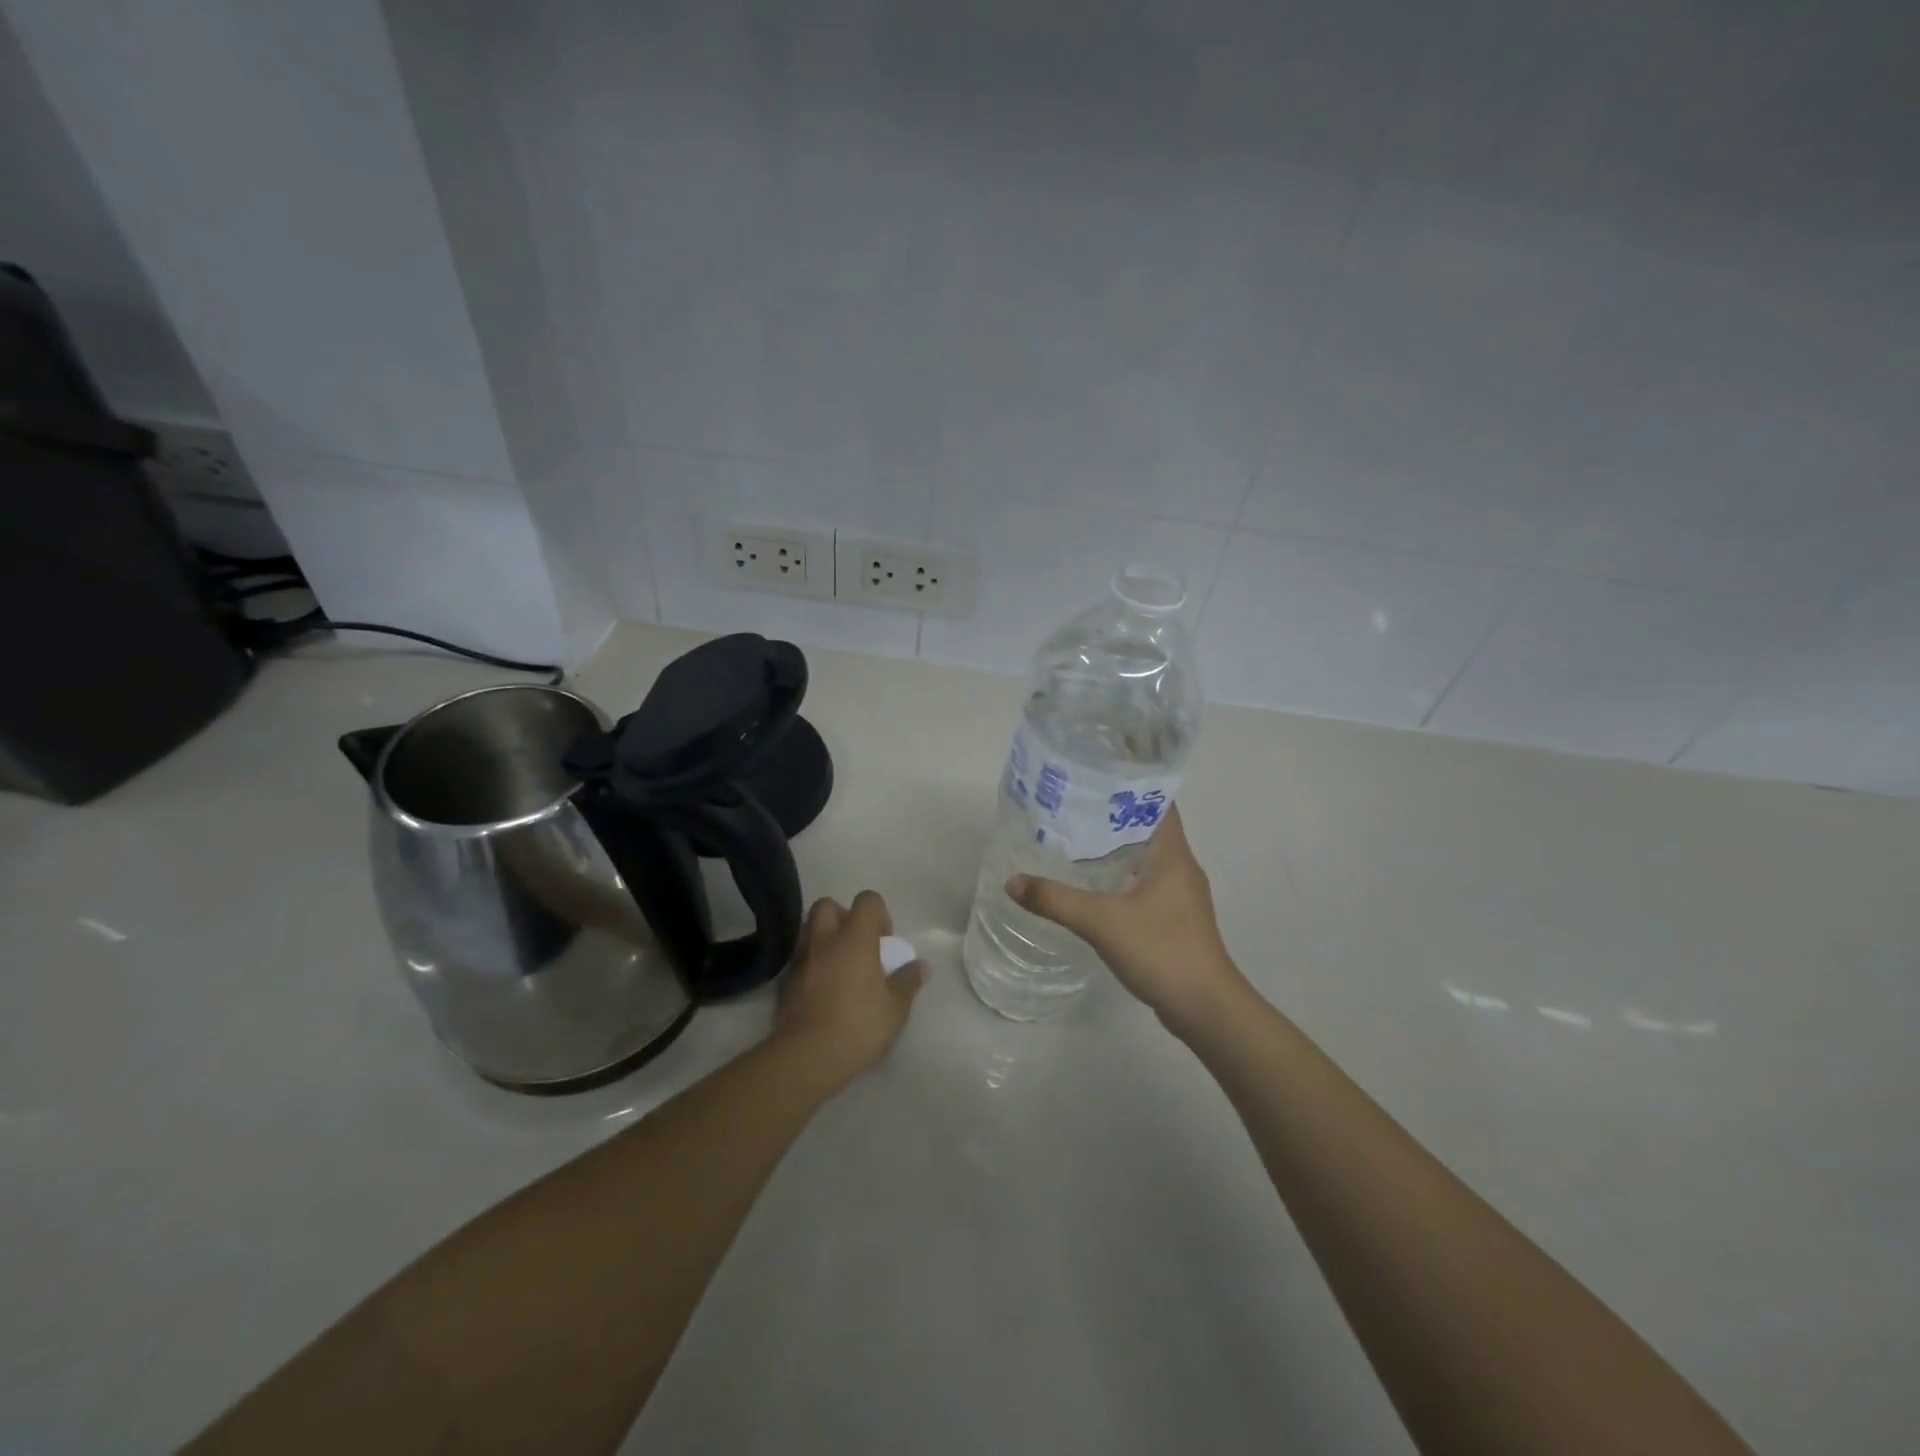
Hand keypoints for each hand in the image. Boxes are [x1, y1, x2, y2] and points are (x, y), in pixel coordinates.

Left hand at [775, 891, 926, 1085]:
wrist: (807, 1057)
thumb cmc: (859, 1026)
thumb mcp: (895, 1008)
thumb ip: (908, 981)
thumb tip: (922, 966)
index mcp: (855, 938)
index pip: (867, 900)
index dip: (879, 914)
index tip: (884, 941)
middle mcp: (825, 940)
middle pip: (828, 905)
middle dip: (843, 917)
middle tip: (857, 945)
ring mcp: (801, 959)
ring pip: (809, 929)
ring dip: (824, 938)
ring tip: (839, 965)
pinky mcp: (785, 981)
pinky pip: (799, 958)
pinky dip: (811, 962)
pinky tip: (821, 987)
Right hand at [1007, 805, 1247, 1037]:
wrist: (1206, 1009)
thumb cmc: (1162, 951)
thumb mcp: (1102, 922)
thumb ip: (1056, 900)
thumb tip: (1012, 881)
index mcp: (1173, 854)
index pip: (1157, 801)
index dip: (1130, 784)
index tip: (1093, 775)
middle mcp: (1180, 866)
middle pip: (1147, 826)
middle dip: (1111, 814)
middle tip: (1069, 805)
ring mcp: (1179, 895)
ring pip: (1144, 857)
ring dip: (1114, 846)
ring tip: (1073, 838)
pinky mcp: (1173, 918)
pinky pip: (1143, 883)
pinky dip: (1119, 875)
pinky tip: (1091, 884)